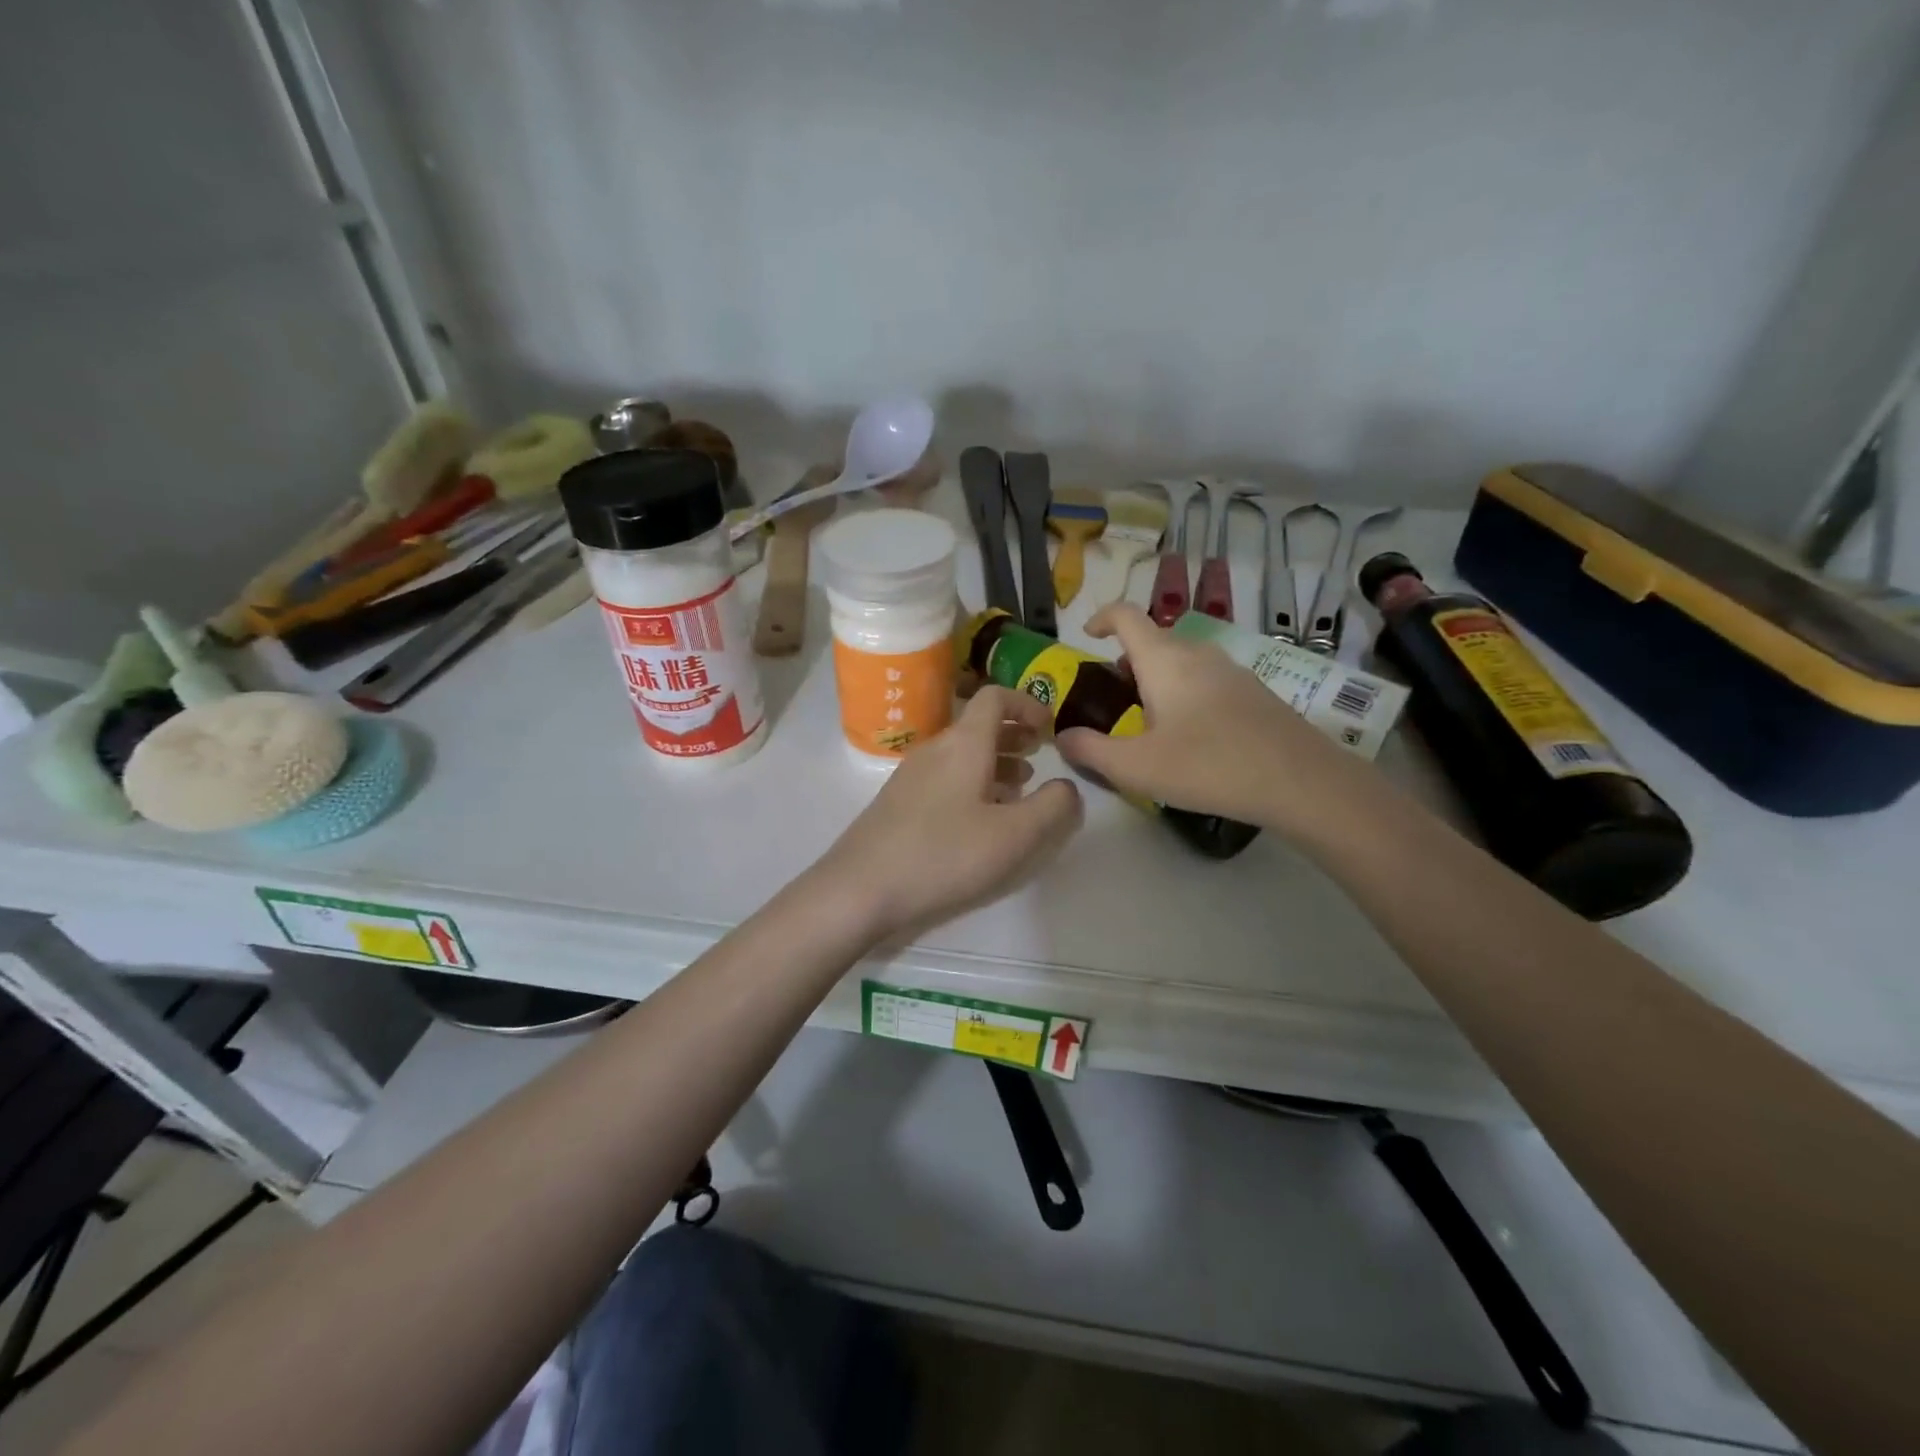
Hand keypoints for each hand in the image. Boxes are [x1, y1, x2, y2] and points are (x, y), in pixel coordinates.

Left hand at [818, 686, 1083, 939]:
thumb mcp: (1014, 836)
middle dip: (1014, 735)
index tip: (1050, 728)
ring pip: (962, 754)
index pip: (994, 697)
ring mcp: (911, 775)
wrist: (860, 889)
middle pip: (978, 725)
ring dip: (995, 762)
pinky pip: (945, 777)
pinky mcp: (898, 802)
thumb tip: (1068, 787)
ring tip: (1021, 788)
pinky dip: (972, 784)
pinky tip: (981, 819)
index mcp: (964, 744)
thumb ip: (1053, 807)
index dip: (1026, 704)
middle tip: (1041, 755)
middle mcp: (935, 749)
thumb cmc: (944, 855)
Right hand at [1055, 603, 1357, 832]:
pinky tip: (1190, 735)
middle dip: (1125, 661)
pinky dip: (1183, 692)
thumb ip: (1091, 750)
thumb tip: (1063, 737)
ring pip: (1182, 661)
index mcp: (1164, 660)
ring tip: (1147, 721)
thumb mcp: (1136, 767)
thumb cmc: (1208, 765)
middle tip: (1111, 700)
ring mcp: (1231, 670)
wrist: (1301, 780)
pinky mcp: (1254, 691)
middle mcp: (1197, 654)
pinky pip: (1205, 679)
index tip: (1087, 637)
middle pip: (1153, 640)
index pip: (1126, 615)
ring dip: (1156, 679)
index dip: (1101, 618)